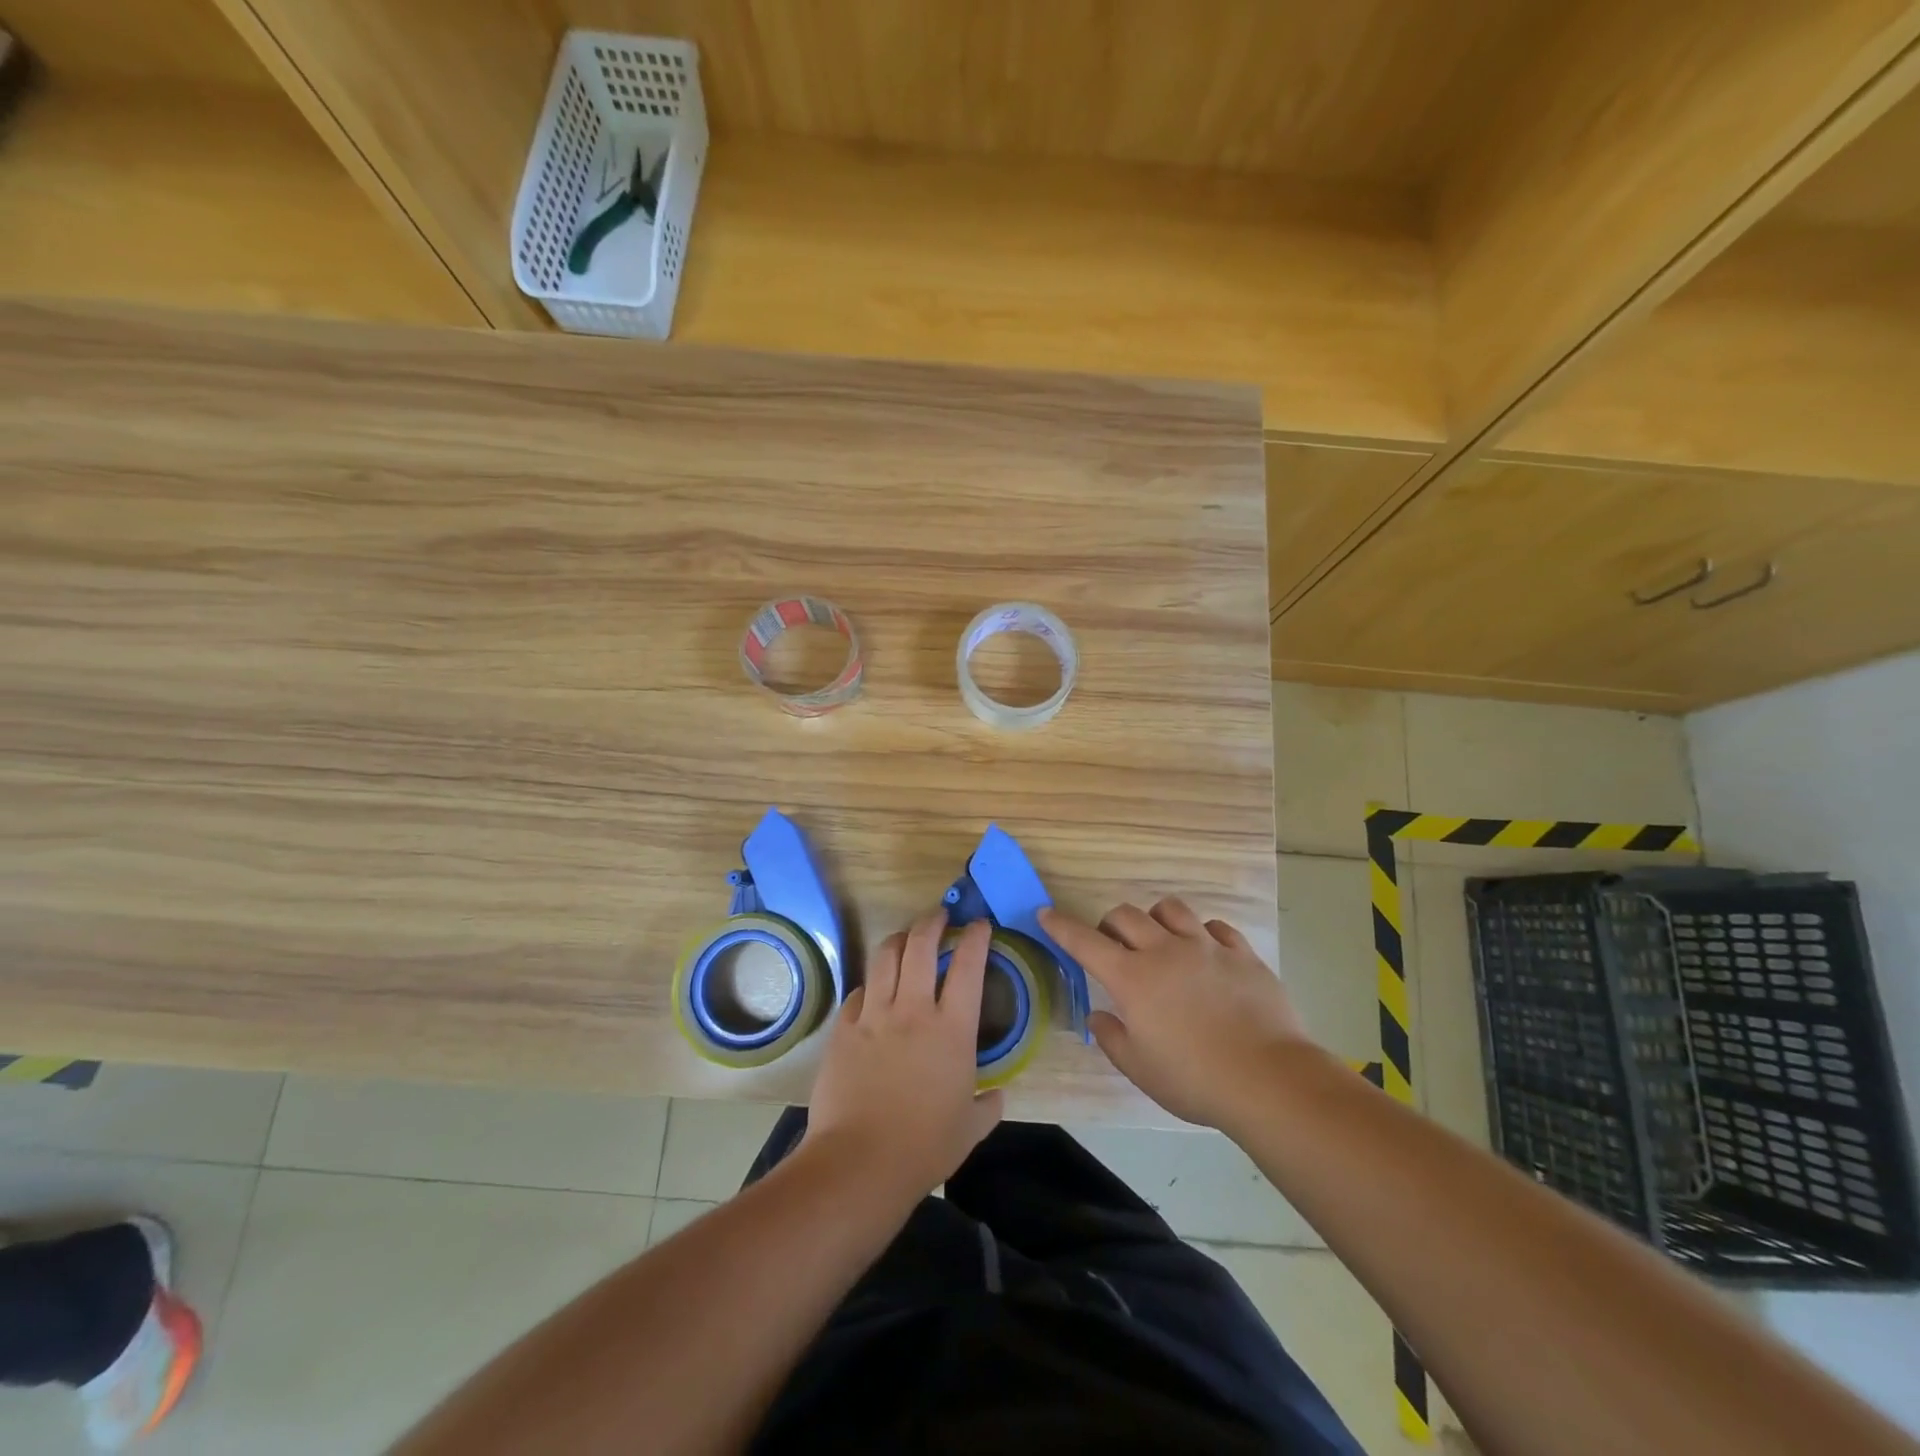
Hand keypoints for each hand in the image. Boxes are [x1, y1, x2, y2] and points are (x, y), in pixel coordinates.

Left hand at [804, 910, 1003, 1206]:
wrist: (859, 1162)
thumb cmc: (924, 1147)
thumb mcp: (970, 1129)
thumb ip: (987, 1106)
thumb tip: (996, 1096)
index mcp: (952, 1029)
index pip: (968, 966)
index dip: (975, 937)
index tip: (979, 924)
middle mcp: (913, 1009)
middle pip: (920, 944)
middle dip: (932, 921)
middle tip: (939, 915)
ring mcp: (874, 1015)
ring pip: (884, 956)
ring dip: (898, 939)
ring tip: (905, 938)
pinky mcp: (844, 1028)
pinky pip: (859, 991)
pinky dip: (871, 984)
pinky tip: (874, 991)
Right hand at [1039, 897, 1315, 1129]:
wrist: (1269, 1079)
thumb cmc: (1195, 1080)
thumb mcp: (1140, 1069)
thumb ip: (1112, 1038)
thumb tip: (1098, 1017)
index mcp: (1132, 979)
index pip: (1086, 942)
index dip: (1061, 926)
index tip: (1046, 913)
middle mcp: (1165, 951)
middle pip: (1126, 916)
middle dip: (1110, 924)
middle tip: (1113, 946)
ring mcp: (1206, 947)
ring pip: (1170, 909)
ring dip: (1155, 919)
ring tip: (1159, 940)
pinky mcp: (1241, 954)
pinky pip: (1215, 927)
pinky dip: (1202, 934)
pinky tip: (1205, 952)